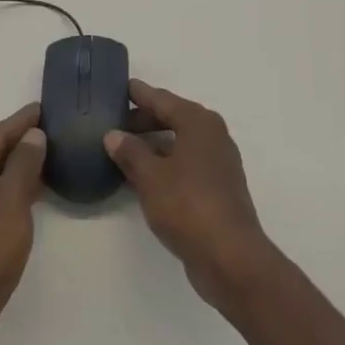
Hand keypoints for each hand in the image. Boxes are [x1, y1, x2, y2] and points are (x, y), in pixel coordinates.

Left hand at [0, 103, 46, 344]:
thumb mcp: (11, 201)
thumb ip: (24, 163)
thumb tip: (32, 135)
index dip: (21, 121)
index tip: (44, 108)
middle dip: (17, 142)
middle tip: (48, 132)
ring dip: (14, 169)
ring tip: (43, 161)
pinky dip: (7, 193)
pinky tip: (26, 200)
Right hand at [103, 80, 273, 309]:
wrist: (230, 257)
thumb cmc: (188, 205)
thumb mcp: (150, 176)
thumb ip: (130, 152)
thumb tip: (113, 135)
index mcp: (198, 122)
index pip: (162, 99)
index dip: (139, 94)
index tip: (120, 86)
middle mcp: (212, 136)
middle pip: (172, 118)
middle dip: (143, 120)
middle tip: (114, 123)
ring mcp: (217, 163)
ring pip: (178, 143)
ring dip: (152, 145)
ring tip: (122, 150)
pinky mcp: (217, 188)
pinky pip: (184, 165)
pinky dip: (164, 165)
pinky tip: (142, 177)